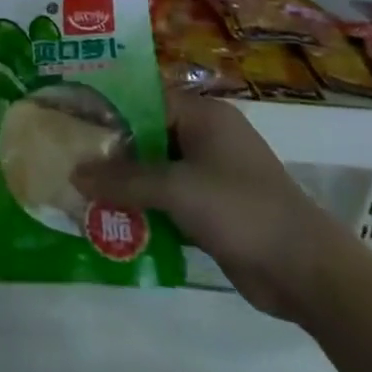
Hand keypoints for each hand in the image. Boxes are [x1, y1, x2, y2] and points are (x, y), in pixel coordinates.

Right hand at [71, 91, 347, 320]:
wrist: (306, 272)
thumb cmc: (241, 210)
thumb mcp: (176, 189)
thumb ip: (123, 180)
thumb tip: (74, 175)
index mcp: (203, 116)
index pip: (143, 98)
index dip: (106, 107)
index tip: (69, 115)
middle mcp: (205, 137)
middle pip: (145, 135)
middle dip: (109, 150)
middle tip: (65, 154)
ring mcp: (209, 174)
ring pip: (153, 169)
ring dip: (122, 182)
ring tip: (77, 188)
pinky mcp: (210, 208)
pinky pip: (165, 198)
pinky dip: (141, 206)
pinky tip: (108, 217)